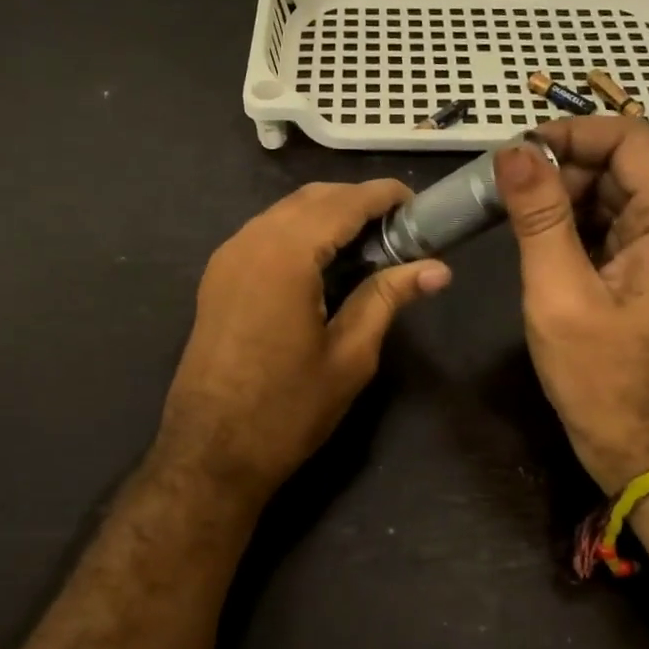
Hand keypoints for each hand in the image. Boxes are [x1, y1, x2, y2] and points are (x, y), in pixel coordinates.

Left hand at [155, 180, 451, 501]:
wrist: (210, 452)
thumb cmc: (287, 409)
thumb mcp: (349, 355)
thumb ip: (387, 298)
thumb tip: (438, 269)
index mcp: (285, 255)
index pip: (343, 203)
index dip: (383, 196)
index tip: (419, 205)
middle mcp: (250, 241)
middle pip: (311, 199)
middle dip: (357, 203)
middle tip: (399, 231)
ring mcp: (227, 258)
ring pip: (284, 213)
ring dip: (327, 216)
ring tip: (368, 246)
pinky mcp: (217, 278)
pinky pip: (264, 235)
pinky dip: (299, 233)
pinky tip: (324, 263)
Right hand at [494, 120, 648, 493]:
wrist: (647, 454)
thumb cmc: (604, 380)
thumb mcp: (560, 294)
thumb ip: (538, 217)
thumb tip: (512, 151)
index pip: (629, 139)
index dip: (571, 133)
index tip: (513, 153)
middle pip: (620, 165)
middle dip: (560, 169)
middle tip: (500, 191)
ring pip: (611, 197)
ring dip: (560, 199)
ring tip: (508, 215)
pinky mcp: (648, 275)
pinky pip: (609, 230)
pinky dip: (570, 227)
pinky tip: (533, 241)